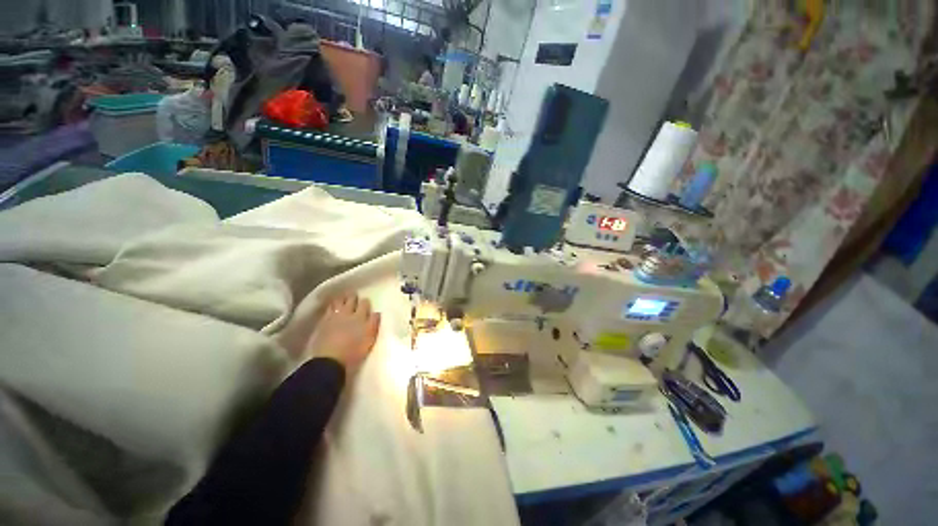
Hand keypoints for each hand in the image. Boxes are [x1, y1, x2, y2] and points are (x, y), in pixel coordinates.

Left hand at [306, 294, 380, 373]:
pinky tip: (332, 306)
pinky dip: (331, 305)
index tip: (366, 303)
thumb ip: (374, 324)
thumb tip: (377, 312)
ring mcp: (334, 316)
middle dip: (353, 297)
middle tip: (354, 295)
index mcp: (361, 317)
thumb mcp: (370, 339)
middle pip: (351, 300)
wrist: (329, 360)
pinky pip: (328, 308)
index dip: (365, 302)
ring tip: (343, 298)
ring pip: (338, 301)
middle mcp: (348, 313)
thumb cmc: (354, 352)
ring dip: (342, 298)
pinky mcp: (323, 322)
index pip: (365, 304)